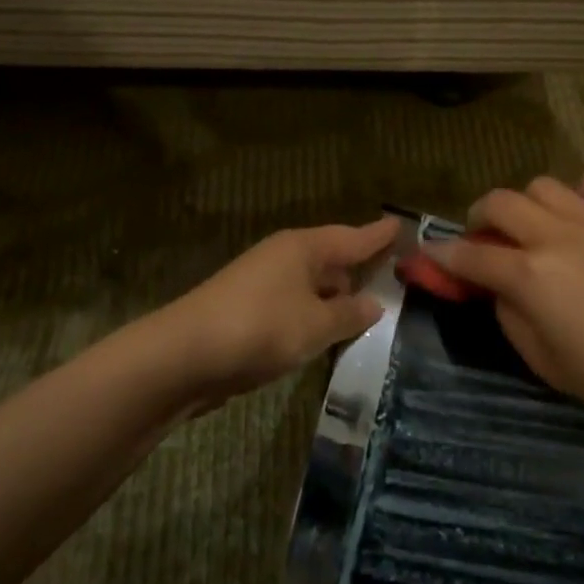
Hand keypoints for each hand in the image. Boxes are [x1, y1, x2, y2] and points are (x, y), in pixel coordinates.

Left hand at [161, 217, 398, 410]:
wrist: (182, 356)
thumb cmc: (259, 329)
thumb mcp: (315, 325)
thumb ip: (348, 315)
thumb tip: (373, 303)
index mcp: (302, 248)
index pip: (352, 237)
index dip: (378, 236)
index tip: (401, 226)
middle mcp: (283, 258)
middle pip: (331, 259)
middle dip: (359, 269)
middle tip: (395, 279)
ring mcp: (262, 284)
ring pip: (311, 287)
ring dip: (335, 299)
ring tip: (368, 313)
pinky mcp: (248, 312)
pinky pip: (294, 307)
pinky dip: (313, 318)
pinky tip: (326, 336)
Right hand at [424, 167, 583, 436]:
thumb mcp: (543, 362)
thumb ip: (511, 316)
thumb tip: (501, 288)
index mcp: (531, 275)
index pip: (472, 255)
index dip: (444, 255)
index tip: (430, 254)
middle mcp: (558, 237)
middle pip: (500, 202)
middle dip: (478, 217)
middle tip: (483, 239)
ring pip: (545, 185)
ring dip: (528, 204)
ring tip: (534, 226)